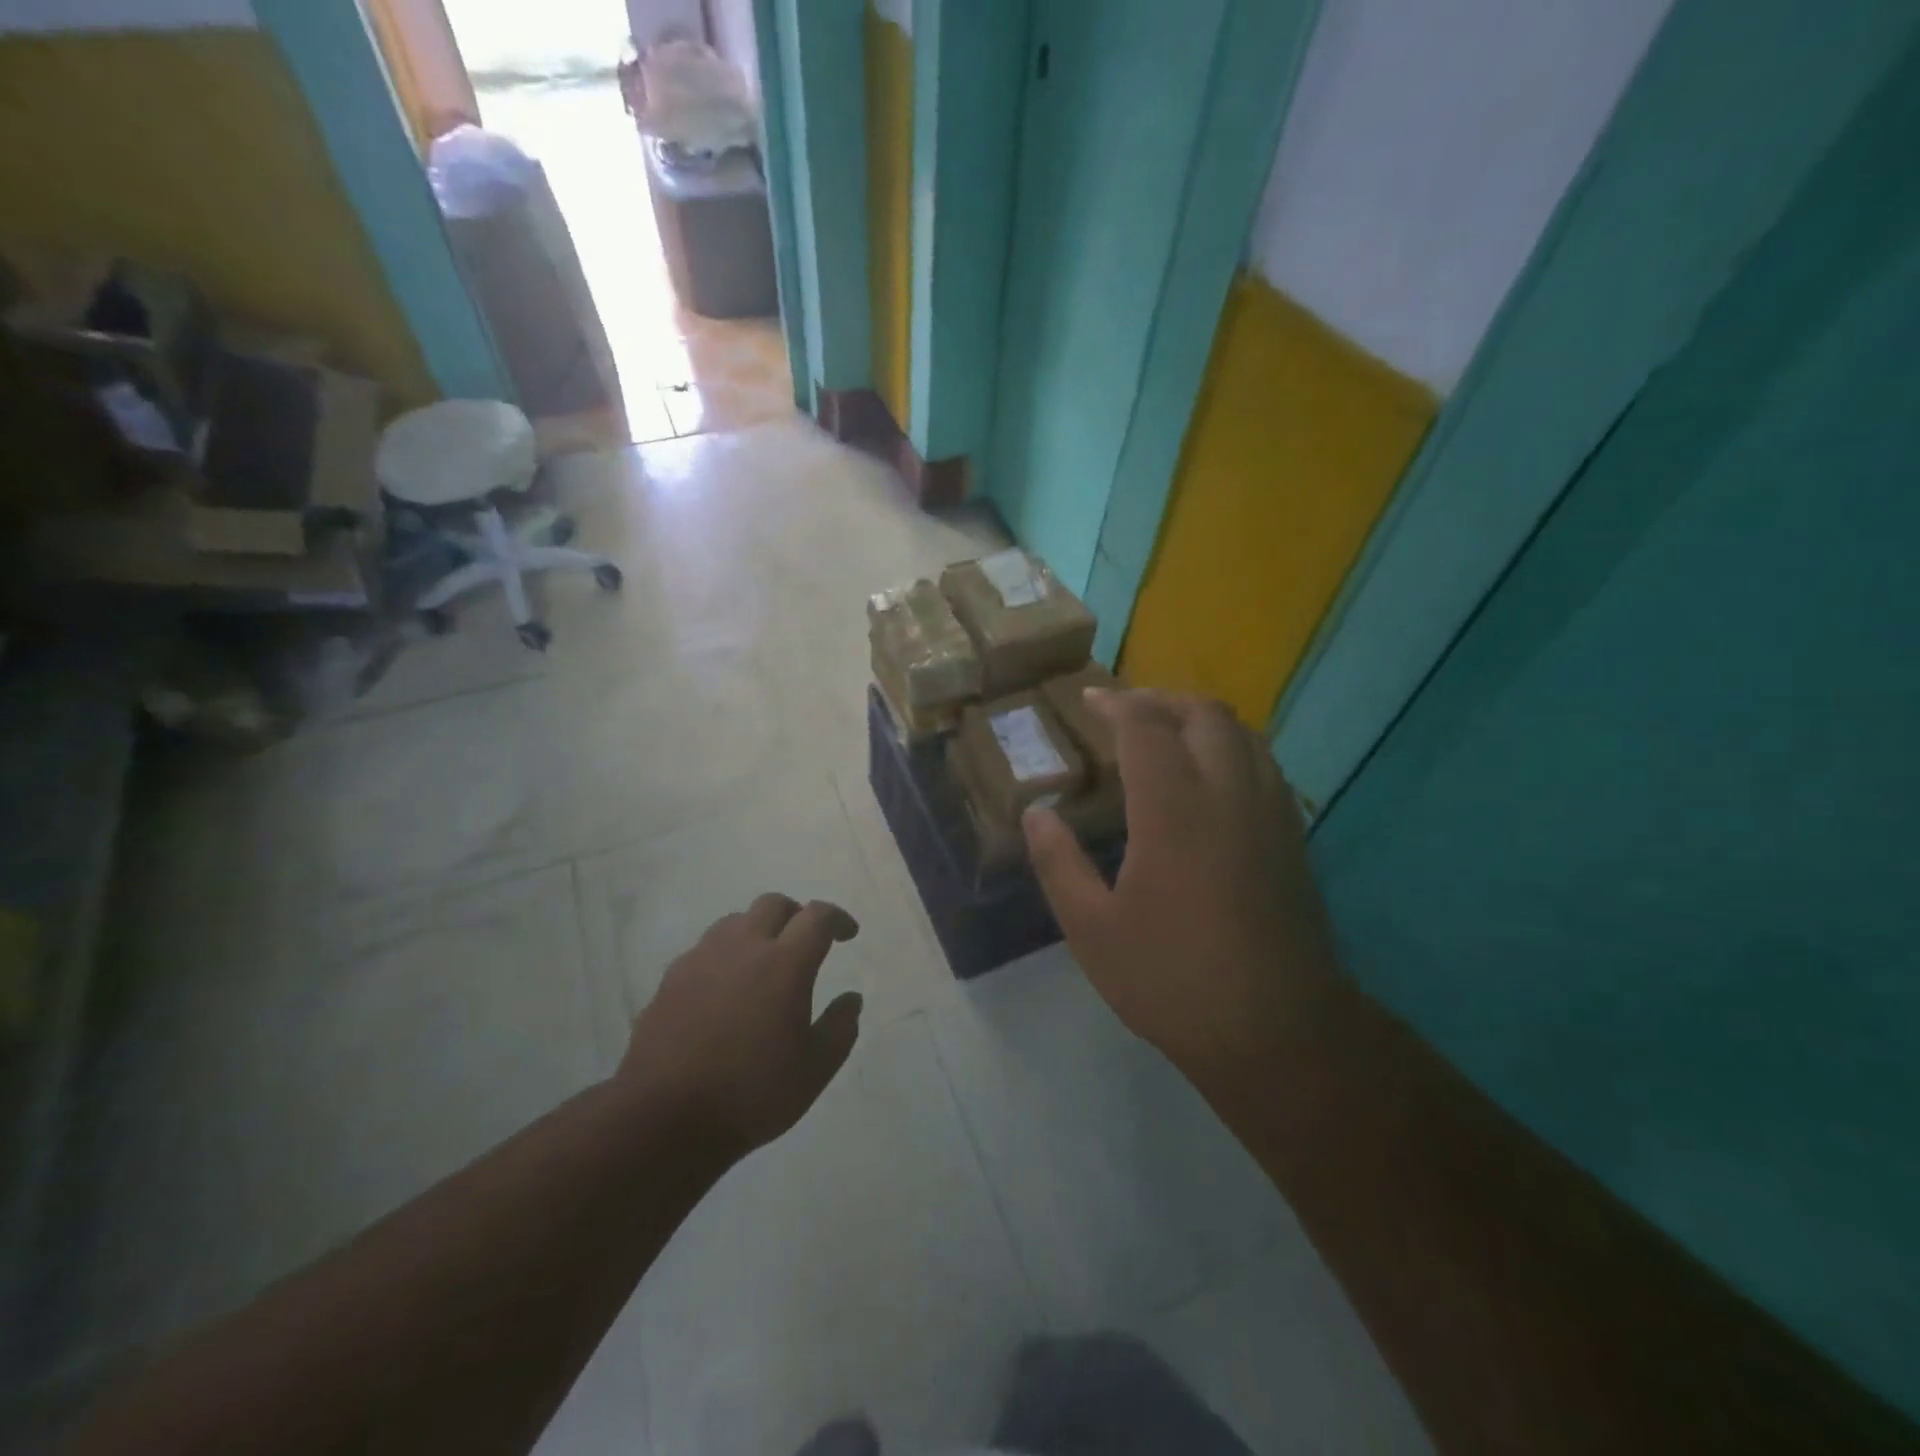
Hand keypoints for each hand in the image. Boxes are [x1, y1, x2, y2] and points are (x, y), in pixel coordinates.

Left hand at [617, 895, 863, 1155]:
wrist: (663, 1118)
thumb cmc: (751, 1093)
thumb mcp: (814, 1069)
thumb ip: (840, 1028)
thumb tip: (851, 1000)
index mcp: (784, 963)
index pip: (816, 917)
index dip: (837, 918)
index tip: (848, 935)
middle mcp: (742, 947)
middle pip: (773, 904)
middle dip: (796, 915)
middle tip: (805, 943)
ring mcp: (701, 959)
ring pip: (735, 922)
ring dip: (757, 931)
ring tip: (764, 964)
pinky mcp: (670, 979)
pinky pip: (705, 950)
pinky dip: (725, 957)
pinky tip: (725, 991)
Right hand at [1023, 689, 1342, 1074]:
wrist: (1278, 1031)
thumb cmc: (1173, 979)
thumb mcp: (1092, 930)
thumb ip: (1059, 863)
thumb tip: (1035, 814)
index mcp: (1174, 810)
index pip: (1146, 727)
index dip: (1115, 705)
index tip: (1089, 701)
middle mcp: (1229, 794)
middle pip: (1204, 714)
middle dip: (1162, 700)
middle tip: (1126, 712)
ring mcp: (1270, 813)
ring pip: (1244, 734)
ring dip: (1200, 720)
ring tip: (1166, 735)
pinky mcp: (1293, 837)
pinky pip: (1263, 764)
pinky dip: (1230, 748)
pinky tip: (1209, 779)